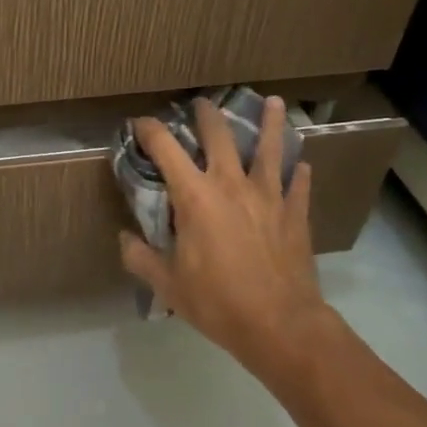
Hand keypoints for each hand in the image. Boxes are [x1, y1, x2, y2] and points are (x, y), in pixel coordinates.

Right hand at [119, 96, 333, 368]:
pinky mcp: (295, 214)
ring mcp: (268, 196)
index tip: (139, 124)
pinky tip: (302, 165)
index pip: (165, 147)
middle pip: (219, 135)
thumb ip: (140, 257)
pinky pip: (298, 185)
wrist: (280, 325)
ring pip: (270, 148)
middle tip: (201, 103)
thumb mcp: (167, 285)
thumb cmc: (217, 302)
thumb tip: (124, 239)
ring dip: (270, 123)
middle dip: (206, 115)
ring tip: (273, 102)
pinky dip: (298, 173)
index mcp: (195, 196)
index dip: (149, 130)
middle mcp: (231, 184)